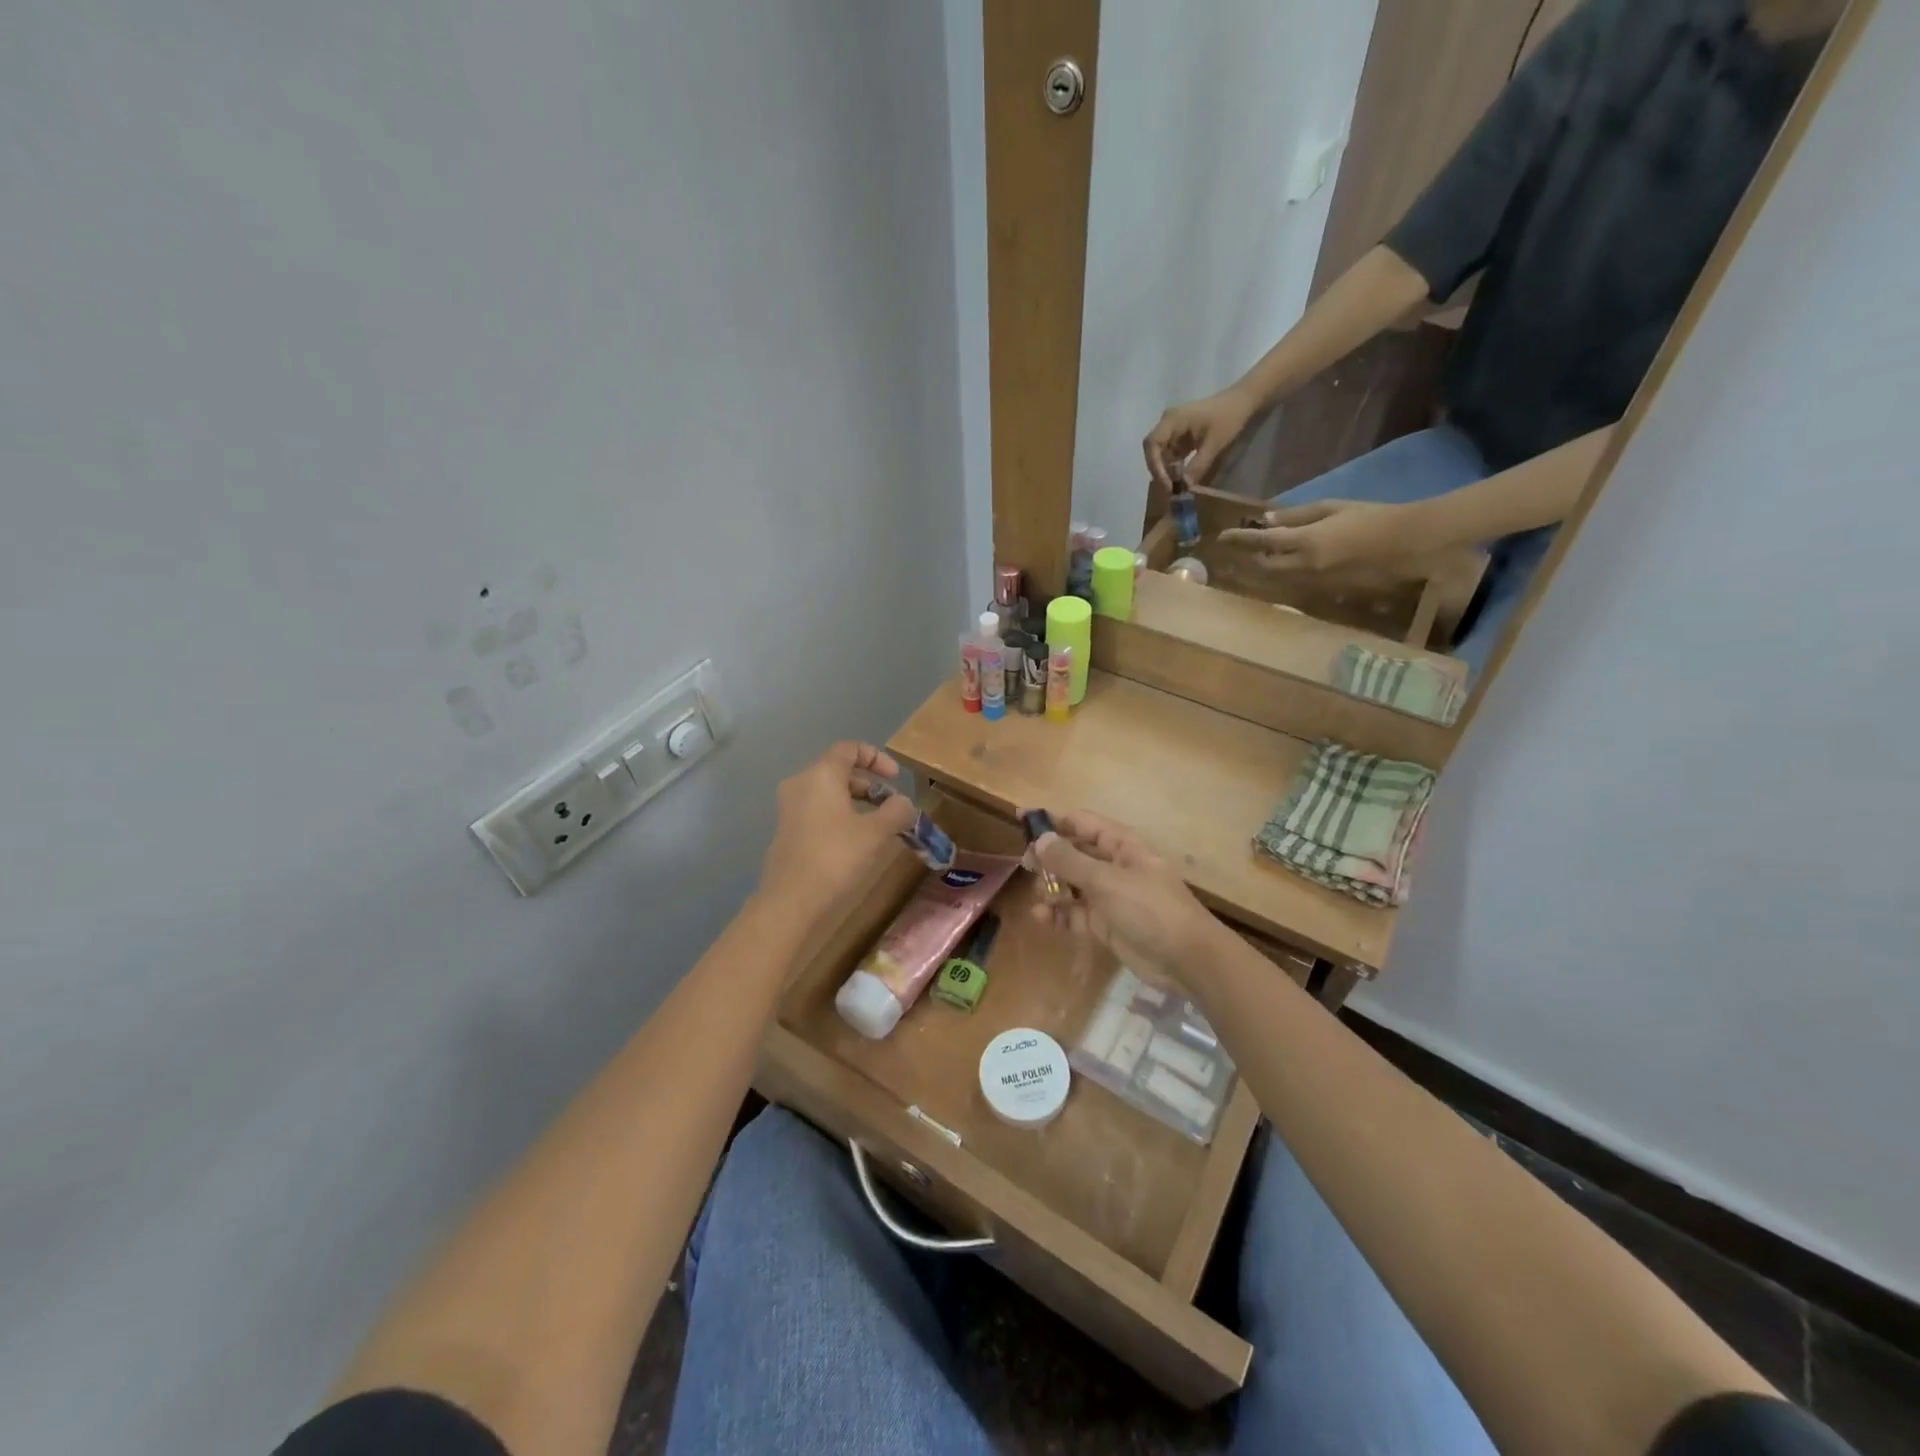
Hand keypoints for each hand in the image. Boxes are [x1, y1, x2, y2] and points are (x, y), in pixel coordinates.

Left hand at [757, 742, 915, 923]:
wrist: (791, 901)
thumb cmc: (836, 857)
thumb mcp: (876, 833)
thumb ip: (896, 811)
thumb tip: (904, 804)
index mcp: (821, 775)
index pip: (850, 749)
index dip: (877, 758)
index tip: (896, 779)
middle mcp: (801, 783)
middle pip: (839, 770)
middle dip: (870, 784)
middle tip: (893, 806)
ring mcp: (790, 808)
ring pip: (829, 792)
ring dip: (857, 802)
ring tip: (879, 825)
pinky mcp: (787, 830)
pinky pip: (818, 810)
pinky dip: (840, 815)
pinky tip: (856, 841)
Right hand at [1026, 810, 1219, 984]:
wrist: (1186, 959)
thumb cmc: (1150, 908)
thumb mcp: (1106, 881)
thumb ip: (1070, 860)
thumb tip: (1040, 839)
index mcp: (1120, 845)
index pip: (1081, 822)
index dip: (1052, 820)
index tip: (1021, 819)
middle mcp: (1112, 866)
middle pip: (1073, 853)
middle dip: (1048, 857)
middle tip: (1025, 865)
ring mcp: (1108, 896)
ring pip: (1071, 885)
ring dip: (1052, 888)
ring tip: (1039, 896)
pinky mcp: (1105, 925)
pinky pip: (1075, 914)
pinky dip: (1058, 914)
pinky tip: (1042, 917)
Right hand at [1143, 388, 1257, 489]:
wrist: (1243, 401)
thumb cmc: (1229, 417)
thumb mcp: (1214, 444)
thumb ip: (1197, 467)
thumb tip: (1185, 489)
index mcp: (1172, 420)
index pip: (1153, 444)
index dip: (1156, 466)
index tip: (1167, 484)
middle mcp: (1167, 423)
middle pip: (1153, 450)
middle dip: (1159, 471)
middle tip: (1170, 490)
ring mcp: (1173, 429)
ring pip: (1161, 454)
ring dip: (1167, 471)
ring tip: (1176, 487)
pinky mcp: (1180, 436)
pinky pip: (1171, 454)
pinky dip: (1174, 467)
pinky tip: (1182, 479)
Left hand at [1216, 498, 1410, 573]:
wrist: (1408, 545)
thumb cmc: (1372, 517)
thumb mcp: (1333, 508)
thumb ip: (1296, 515)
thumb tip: (1265, 519)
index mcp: (1306, 542)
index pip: (1262, 541)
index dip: (1240, 539)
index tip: (1222, 537)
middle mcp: (1304, 567)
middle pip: (1265, 565)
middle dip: (1252, 556)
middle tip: (1246, 545)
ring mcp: (1314, 583)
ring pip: (1278, 577)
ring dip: (1267, 567)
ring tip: (1264, 554)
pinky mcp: (1325, 593)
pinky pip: (1296, 584)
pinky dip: (1286, 574)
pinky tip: (1290, 564)